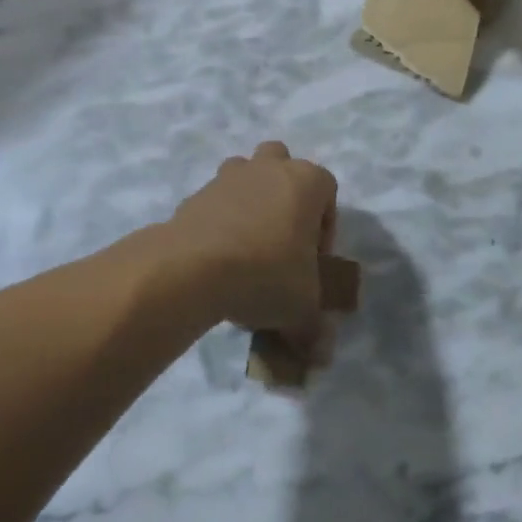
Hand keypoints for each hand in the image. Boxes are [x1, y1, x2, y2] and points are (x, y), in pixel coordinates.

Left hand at [165, 142, 339, 358]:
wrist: (194, 267)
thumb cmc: (266, 274)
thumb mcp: (303, 308)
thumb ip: (315, 328)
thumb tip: (319, 355)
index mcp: (306, 181)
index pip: (327, 193)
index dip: (325, 230)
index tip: (313, 264)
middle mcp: (268, 167)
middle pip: (282, 166)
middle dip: (285, 196)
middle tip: (282, 241)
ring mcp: (228, 176)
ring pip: (246, 175)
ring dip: (250, 202)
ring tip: (248, 248)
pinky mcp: (196, 193)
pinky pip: (216, 202)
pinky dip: (220, 221)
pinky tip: (218, 260)